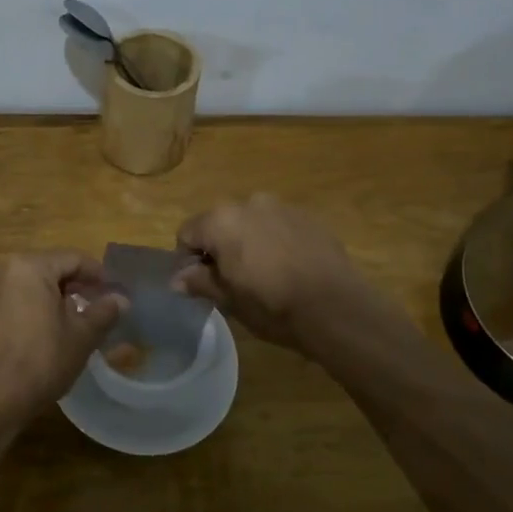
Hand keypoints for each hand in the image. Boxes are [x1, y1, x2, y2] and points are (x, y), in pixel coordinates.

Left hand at [0, 251, 126, 410]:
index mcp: (29, 266)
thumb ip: (104, 311)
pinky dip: (28, 308)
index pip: (72, 259)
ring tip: (71, 319)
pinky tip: (41, 331)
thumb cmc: (42, 361)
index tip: (113, 291)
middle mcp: (2, 270)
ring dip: (50, 296)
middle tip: (95, 304)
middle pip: (47, 268)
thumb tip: (121, 299)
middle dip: (73, 285)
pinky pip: (9, 301)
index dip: (97, 274)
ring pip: (27, 284)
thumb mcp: (82, 336)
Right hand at [173, 194, 370, 350]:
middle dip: (220, 247)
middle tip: (233, 280)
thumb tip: (176, 279)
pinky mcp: (308, 217)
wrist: (335, 308)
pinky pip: (279, 225)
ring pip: (251, 222)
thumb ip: (200, 282)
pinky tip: (289, 268)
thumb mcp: (229, 300)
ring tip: (265, 274)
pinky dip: (276, 241)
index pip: (187, 233)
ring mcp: (282, 206)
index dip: (189, 259)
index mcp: (221, 220)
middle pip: (219, 223)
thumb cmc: (272, 306)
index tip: (202, 283)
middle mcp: (248, 202)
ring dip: (249, 241)